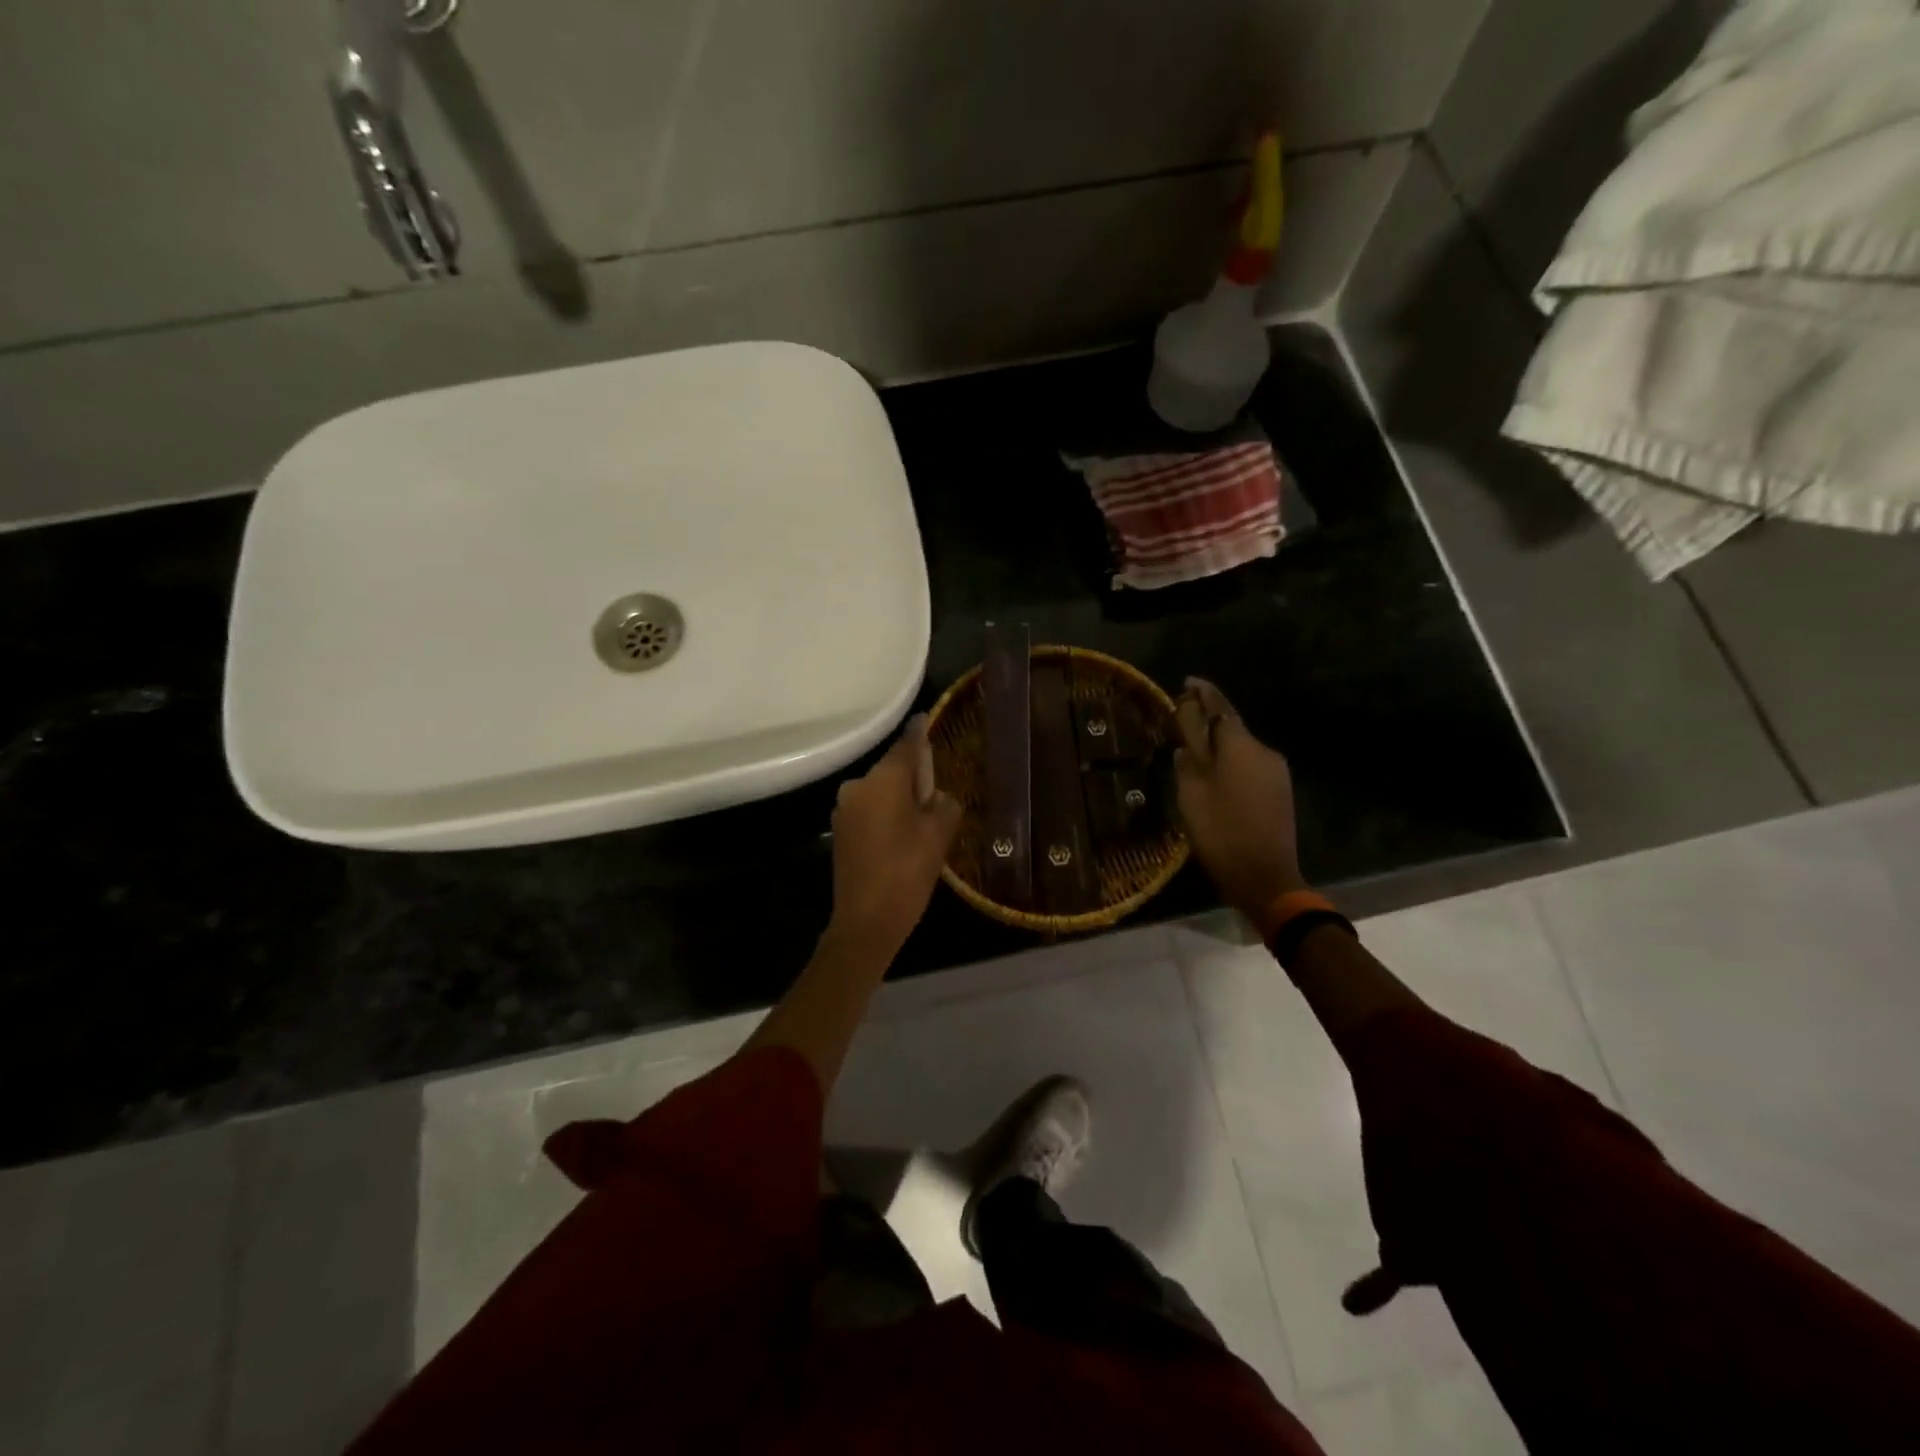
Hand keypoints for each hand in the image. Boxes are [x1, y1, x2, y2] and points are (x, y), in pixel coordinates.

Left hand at [827, 714, 962, 961]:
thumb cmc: (907, 872)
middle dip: (915, 778)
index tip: (925, 718)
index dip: (919, 733)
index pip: (906, 746)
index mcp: (883, 780)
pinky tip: (903, 838)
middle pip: (893, 770)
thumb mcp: (939, 835)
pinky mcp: (841, 831)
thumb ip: (945, 804)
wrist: (866, 921)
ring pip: (881, 792)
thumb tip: (938, 798)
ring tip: (923, 825)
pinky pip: (870, 810)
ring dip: (901, 799)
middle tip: (938, 798)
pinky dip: (887, 815)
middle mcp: (858, 786)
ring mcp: (845, 809)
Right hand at [1173, 678, 1307, 920]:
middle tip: (1182, 720)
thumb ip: (1188, 762)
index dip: (1203, 693)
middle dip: (1208, 721)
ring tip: (1193, 751)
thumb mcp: (1192, 795)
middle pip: (1231, 727)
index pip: (1219, 707)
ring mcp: (1276, 771)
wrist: (1266, 877)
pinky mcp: (1280, 790)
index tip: (1188, 682)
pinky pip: (1250, 764)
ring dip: (1219, 745)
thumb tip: (1186, 743)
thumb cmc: (1221, 833)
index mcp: (1240, 746)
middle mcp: (1263, 751)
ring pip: (1241, 747)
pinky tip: (1214, 775)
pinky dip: (1231, 762)